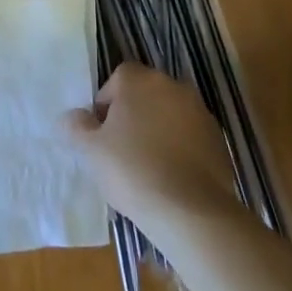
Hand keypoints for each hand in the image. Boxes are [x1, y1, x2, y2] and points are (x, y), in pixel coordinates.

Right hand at [61, 63, 240, 237]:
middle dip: (133, 115)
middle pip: (145, 94)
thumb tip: (73, 117)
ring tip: (147, 167)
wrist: (191, 210)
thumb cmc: (133, 171)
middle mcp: (172, 86)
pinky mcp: (218, 138)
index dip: (106, 104)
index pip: (117, 79)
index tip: (102, 134)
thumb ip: (77, 126)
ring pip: (169, 114)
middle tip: (121, 150)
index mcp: (140, 80)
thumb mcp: (91, 150)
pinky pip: (190, 135)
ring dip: (157, 130)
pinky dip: (180, 147)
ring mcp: (200, 111)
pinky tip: (172, 176)